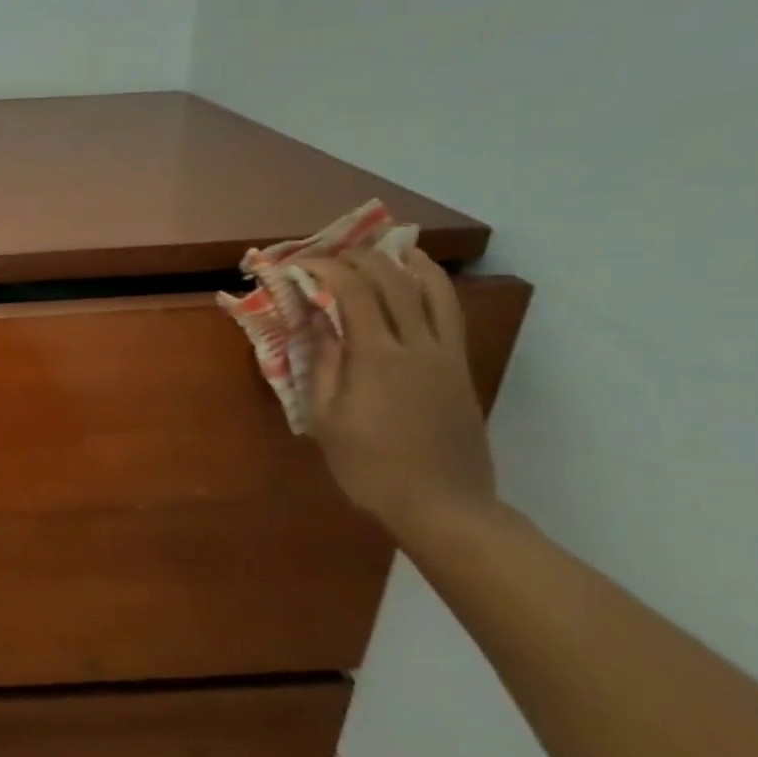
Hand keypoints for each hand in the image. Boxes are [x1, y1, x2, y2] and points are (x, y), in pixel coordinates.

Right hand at [302, 249, 498, 534]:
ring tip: (384, 251)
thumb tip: (315, 323)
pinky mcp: (460, 367)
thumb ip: (322, 365)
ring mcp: (445, 354)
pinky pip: (449, 312)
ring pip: (433, 289)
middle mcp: (417, 345)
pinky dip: (431, 287)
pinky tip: (416, 285)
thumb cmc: (370, 467)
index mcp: (377, 357)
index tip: (297, 264)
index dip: (323, 267)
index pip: (353, 290)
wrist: (443, 505)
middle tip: (329, 256)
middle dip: (358, 258)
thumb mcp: (327, 419)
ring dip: (405, 262)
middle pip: (393, 279)